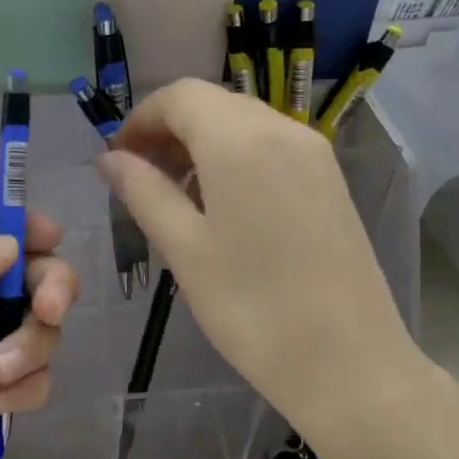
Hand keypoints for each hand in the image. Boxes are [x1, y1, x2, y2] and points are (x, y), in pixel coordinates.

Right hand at [98, 78, 428, 442]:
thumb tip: (110, 159)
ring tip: (177, 198)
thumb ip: (144, 192)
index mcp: (240, 140)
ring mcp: (313, 152)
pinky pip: (270, 146)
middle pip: (212, 104)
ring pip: (242, 123)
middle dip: (169, 131)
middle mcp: (282, 129)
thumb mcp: (185, 250)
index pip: (179, 96)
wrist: (349, 363)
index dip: (140, 119)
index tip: (118, 160)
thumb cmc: (253, 310)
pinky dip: (235, 158)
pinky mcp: (330, 179)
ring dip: (201, 144)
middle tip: (141, 181)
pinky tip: (223, 206)